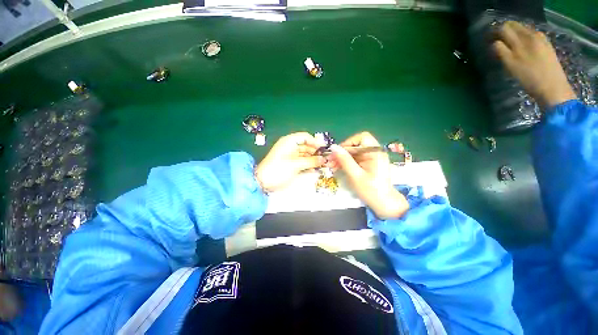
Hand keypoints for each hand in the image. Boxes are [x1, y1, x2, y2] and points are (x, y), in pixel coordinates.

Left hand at [256, 132, 325, 192]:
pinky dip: (308, 164)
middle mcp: (290, 147)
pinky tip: (314, 169)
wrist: (263, 182)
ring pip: (305, 154)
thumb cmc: (278, 170)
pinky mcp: (290, 164)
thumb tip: (323, 159)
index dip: (315, 142)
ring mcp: (290, 156)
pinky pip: (302, 161)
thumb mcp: (295, 165)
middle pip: (306, 146)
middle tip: (325, 159)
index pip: (305, 137)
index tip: (324, 149)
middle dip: (316, 152)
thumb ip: (311, 161)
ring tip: (322, 165)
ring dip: (313, 159)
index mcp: (289, 142)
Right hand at [328, 132, 408, 218]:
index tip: (337, 153)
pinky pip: (355, 159)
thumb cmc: (371, 190)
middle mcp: (375, 152)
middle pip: (356, 145)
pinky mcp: (368, 164)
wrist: (384, 204)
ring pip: (354, 153)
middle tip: (330, 161)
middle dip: (342, 152)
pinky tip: (338, 168)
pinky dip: (346, 163)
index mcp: (376, 153)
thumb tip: (333, 147)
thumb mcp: (355, 175)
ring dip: (342, 158)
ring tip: (331, 166)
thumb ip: (345, 160)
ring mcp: (371, 158)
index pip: (361, 138)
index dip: (348, 143)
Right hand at [492, 21, 576, 108]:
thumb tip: (494, 43)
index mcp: (522, 39)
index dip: (494, 34)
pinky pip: (531, 36)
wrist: (554, 89)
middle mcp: (531, 35)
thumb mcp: (511, 66)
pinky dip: (523, 39)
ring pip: (522, 31)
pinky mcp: (547, 46)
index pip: (504, 29)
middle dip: (503, 33)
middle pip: (514, 27)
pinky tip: (522, 48)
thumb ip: (501, 51)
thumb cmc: (530, 79)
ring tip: (508, 46)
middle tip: (496, 44)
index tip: (488, 42)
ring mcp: (541, 40)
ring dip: (513, 36)